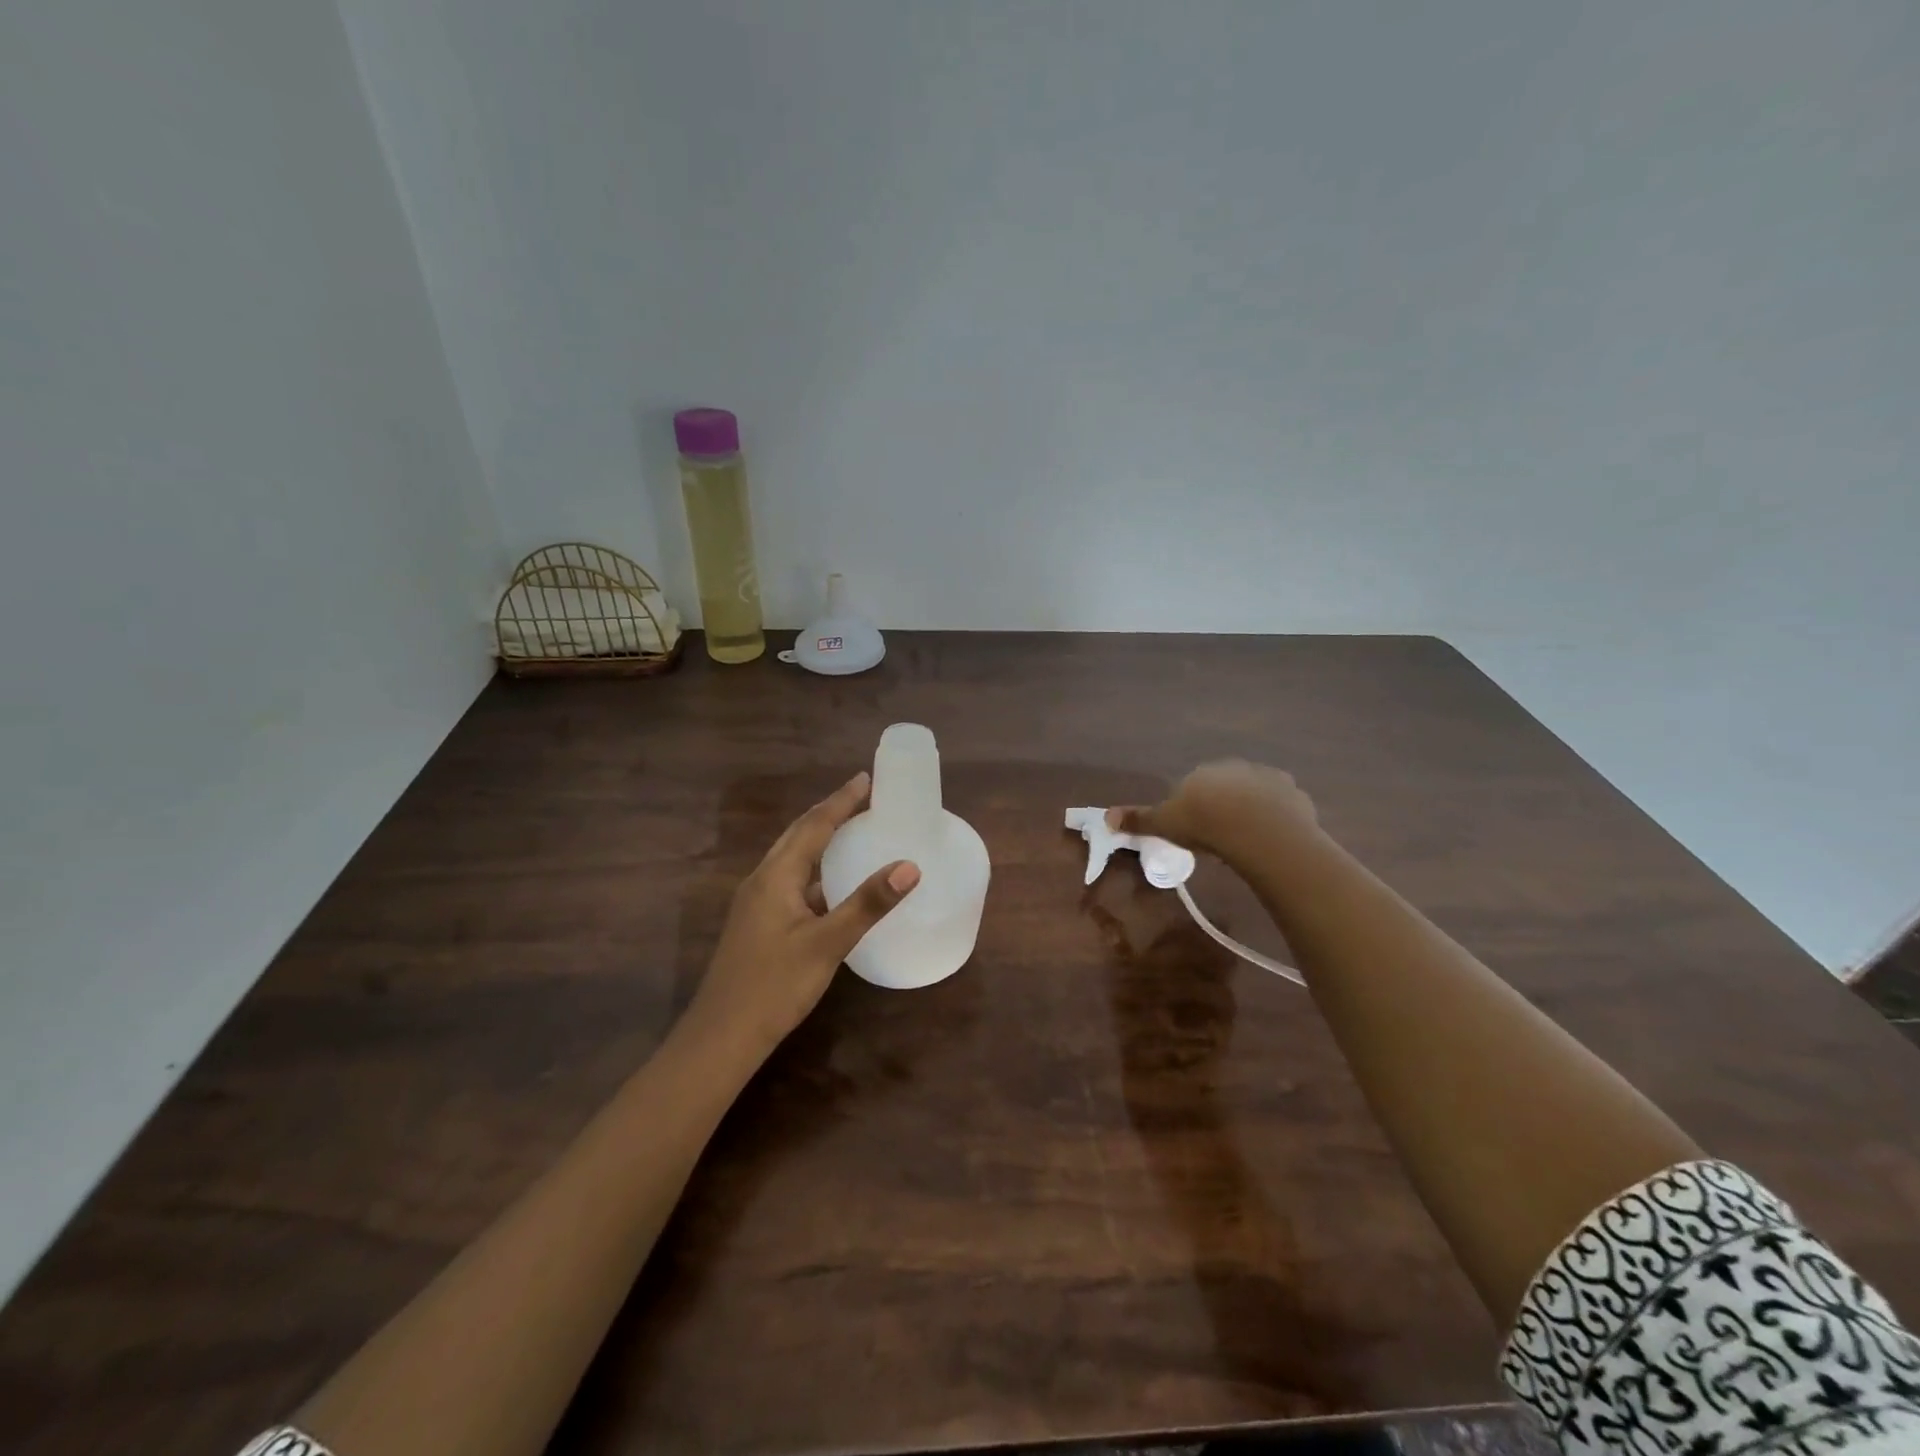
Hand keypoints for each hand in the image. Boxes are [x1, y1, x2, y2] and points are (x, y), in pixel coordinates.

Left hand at [686, 772, 919, 1057]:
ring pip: (791, 858)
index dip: (841, 801)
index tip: (866, 779)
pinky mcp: (757, 924)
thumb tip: (909, 866)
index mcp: (776, 876)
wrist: (721, 1038)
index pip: (814, 826)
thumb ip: (867, 904)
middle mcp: (762, 880)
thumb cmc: (774, 986)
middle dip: (829, 812)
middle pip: (798, 835)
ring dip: (819, 839)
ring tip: (851, 830)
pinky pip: (790, 881)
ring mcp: (756, 903)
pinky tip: (832, 886)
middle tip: (862, 797)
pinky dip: (814, 870)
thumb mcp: (827, 944)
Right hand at [1110, 759, 1320, 865]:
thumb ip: (1138, 820)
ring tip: (1249, 841)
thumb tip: (1105, 816)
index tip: (1196, 831)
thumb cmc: (1204, 824)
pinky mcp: (1292, 792)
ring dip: (1252, 811)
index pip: (1194, 787)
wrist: (1256, 829)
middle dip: (1223, 806)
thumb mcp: (1165, 824)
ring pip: (1255, 794)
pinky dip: (1277, 818)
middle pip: (1225, 787)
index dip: (1194, 809)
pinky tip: (1272, 838)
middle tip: (1221, 838)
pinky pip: (1281, 805)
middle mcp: (1233, 767)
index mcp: (1201, 772)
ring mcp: (1266, 777)